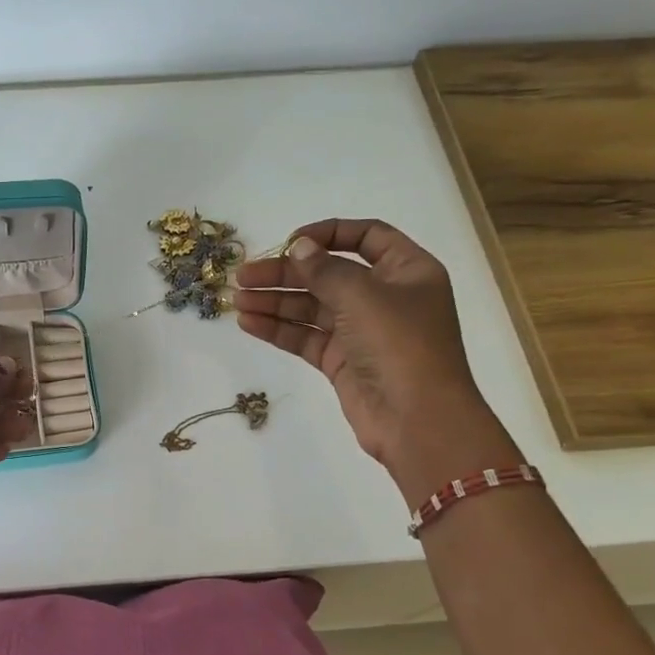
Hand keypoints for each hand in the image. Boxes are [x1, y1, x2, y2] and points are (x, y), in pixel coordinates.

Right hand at [235, 219, 519, 503]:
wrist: (417, 420)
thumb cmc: (400, 345)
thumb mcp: (363, 296)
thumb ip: (326, 269)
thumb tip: (299, 246)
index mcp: (406, 270)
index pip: (366, 237)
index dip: (328, 233)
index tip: (289, 241)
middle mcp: (385, 296)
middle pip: (328, 273)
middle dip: (285, 273)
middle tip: (243, 276)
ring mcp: (361, 331)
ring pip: (311, 307)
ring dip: (274, 301)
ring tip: (236, 300)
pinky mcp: (342, 361)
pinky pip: (305, 337)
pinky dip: (278, 329)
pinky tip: (248, 323)